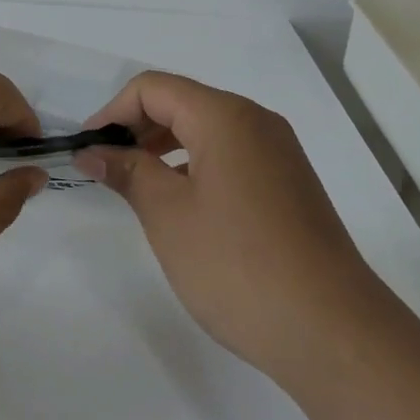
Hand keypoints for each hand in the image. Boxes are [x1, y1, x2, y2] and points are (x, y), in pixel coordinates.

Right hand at [75, 72, 367, 383]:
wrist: (331, 330)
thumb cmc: (237, 264)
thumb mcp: (168, 215)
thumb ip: (128, 172)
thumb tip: (94, 151)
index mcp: (226, 117)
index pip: (154, 88)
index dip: (112, 112)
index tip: (88, 150)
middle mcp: (257, 123)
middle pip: (182, 103)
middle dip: (137, 128)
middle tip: (106, 168)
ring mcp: (279, 154)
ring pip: (207, 131)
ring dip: (164, 148)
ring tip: (136, 187)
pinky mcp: (289, 185)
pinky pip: (231, 156)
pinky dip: (195, 166)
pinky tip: (181, 205)